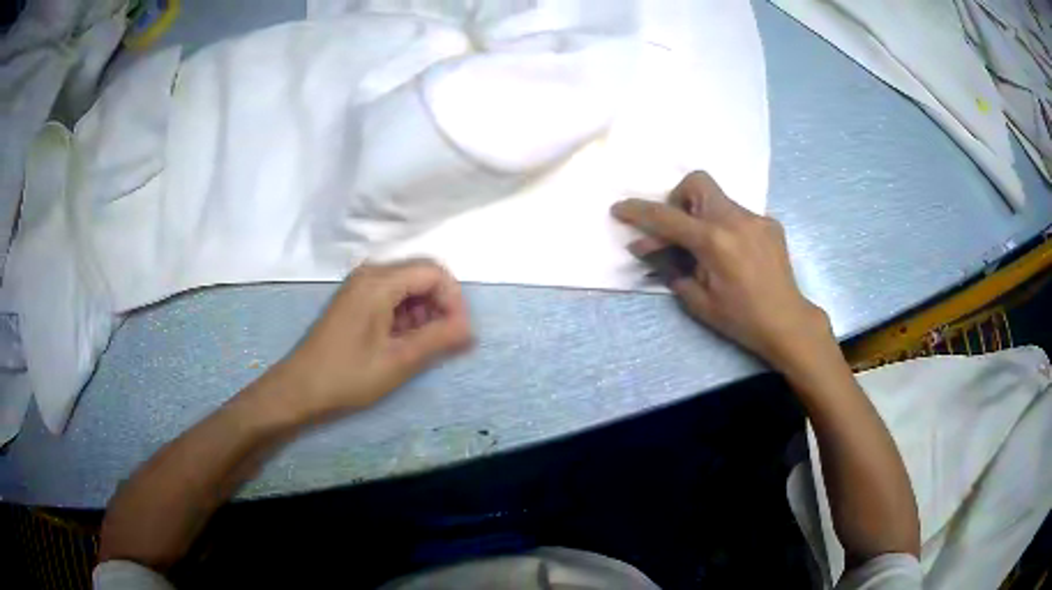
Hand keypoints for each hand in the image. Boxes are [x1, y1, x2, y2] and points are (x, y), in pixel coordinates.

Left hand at [270, 260, 472, 420]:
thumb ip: (439, 339)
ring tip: (424, 347)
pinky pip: (391, 297)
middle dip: (440, 306)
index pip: (434, 272)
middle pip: (421, 276)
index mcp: (379, 281)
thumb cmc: (348, 376)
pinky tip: (404, 343)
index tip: (460, 333)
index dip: (454, 300)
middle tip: (446, 342)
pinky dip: (406, 316)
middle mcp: (370, 274)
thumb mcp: (399, 361)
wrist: (299, 389)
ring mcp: (359, 286)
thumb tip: (471, 329)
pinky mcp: (354, 300)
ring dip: (424, 313)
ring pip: (407, 287)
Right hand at [611, 172, 829, 368]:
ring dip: (701, 215)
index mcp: (715, 241)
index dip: (638, 212)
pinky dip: (724, 226)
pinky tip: (732, 254)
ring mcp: (756, 219)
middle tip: (676, 230)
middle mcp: (736, 220)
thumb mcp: (698, 301)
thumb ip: (671, 268)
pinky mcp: (769, 224)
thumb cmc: (741, 319)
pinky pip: (737, 214)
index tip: (619, 208)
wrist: (787, 322)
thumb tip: (648, 249)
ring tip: (705, 249)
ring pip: (718, 199)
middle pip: (697, 182)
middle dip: (678, 199)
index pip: (667, 217)